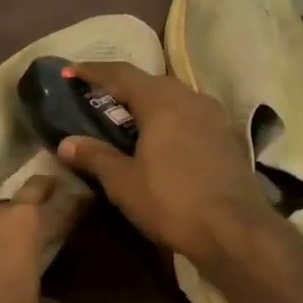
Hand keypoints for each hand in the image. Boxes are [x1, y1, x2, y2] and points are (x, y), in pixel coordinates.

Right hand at [56, 61, 274, 268]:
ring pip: (174, 98)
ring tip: (129, 119)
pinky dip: (170, 119)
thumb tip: (67, 143)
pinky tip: (163, 140)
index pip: (120, 74)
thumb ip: (95, 157)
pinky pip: (191, 116)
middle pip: (150, 82)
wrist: (236, 230)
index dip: (92, 71)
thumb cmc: (172, 202)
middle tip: (97, 99)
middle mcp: (190, 97)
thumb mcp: (124, 183)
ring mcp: (214, 116)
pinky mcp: (228, 136)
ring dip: (149, 103)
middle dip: (122, 87)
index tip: (70, 73)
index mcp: (161, 101)